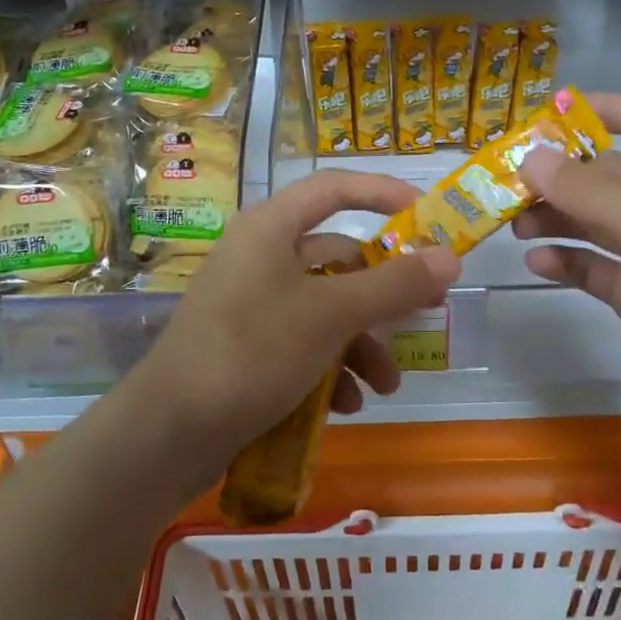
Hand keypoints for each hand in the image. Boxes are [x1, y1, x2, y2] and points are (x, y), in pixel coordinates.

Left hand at [126, 171, 459, 486]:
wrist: (170, 431)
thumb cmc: (254, 350)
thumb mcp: (332, 314)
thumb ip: (394, 285)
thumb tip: (449, 257)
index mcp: (271, 228)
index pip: (335, 188)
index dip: (384, 193)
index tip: (428, 215)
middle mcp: (259, 256)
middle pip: (337, 258)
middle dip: (382, 294)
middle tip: (427, 312)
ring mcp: (250, 303)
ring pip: (324, 309)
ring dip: (361, 344)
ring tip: (385, 386)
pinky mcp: (246, 346)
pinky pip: (301, 343)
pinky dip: (329, 369)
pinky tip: (345, 405)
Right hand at [515, 93, 620, 445]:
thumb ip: (590, 193)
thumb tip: (530, 159)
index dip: (605, 110)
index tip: (548, 113)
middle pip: (609, 175)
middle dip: (561, 176)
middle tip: (507, 181)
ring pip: (595, 221)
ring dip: (556, 219)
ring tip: (514, 225)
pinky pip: (594, 266)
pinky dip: (566, 262)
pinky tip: (537, 264)